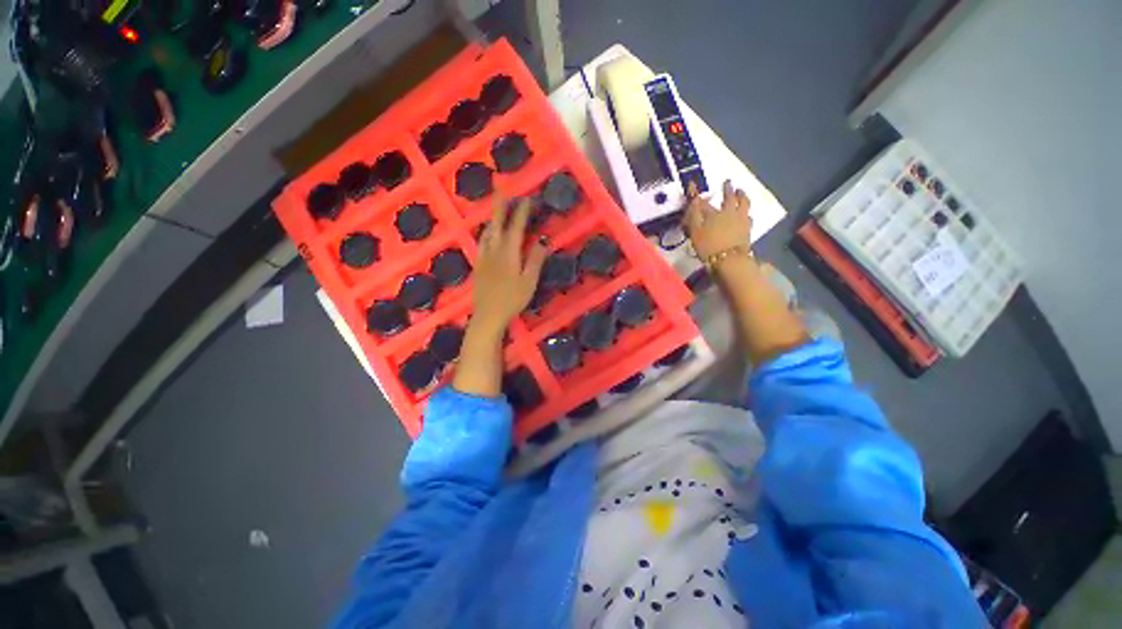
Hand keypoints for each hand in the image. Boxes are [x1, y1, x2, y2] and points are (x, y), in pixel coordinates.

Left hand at [470, 197, 548, 337]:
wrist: (488, 315)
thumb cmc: (512, 300)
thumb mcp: (529, 281)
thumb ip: (535, 260)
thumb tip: (543, 240)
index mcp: (508, 253)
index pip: (516, 227)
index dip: (522, 212)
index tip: (528, 199)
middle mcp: (494, 250)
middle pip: (496, 223)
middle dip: (500, 206)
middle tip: (502, 190)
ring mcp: (484, 257)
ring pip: (487, 232)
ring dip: (493, 218)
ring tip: (497, 210)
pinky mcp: (478, 264)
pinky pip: (482, 242)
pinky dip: (487, 232)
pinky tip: (488, 235)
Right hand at [684, 180, 752, 259]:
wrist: (729, 260)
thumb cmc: (708, 246)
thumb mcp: (695, 231)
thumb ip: (694, 215)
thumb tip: (694, 199)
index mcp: (714, 213)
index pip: (704, 202)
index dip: (698, 196)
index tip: (694, 186)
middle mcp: (729, 213)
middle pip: (730, 198)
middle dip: (728, 189)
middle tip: (728, 183)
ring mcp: (741, 220)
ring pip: (744, 204)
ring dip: (742, 196)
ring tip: (741, 192)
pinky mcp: (748, 230)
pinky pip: (748, 217)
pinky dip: (746, 213)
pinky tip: (746, 214)